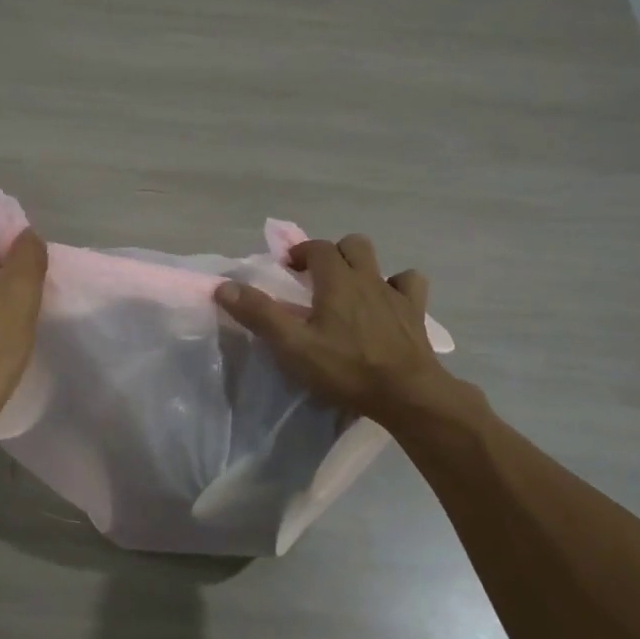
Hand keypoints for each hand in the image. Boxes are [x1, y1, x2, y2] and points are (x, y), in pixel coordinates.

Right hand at [216, 233, 470, 425]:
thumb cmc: (345, 368)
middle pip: (352, 245)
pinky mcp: (416, 314)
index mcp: (337, 281)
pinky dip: (397, 286)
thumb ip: (259, 314)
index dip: (300, 252)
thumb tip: (224, 286)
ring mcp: (395, 294)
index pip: (317, 248)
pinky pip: (409, 285)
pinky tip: (388, 303)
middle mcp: (368, 278)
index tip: (287, 268)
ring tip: (349, 291)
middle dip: (332, 253)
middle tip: (316, 278)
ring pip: (380, 262)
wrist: (405, 393)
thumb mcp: (292, 346)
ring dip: (363, 267)